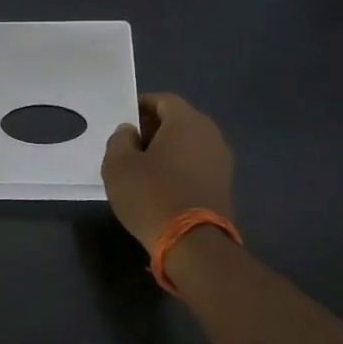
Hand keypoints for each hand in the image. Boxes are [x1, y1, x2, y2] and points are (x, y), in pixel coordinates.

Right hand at [100, 93, 235, 250]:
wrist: (193, 243)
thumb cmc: (151, 194)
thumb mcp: (118, 165)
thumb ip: (120, 140)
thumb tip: (129, 131)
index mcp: (187, 122)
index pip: (163, 100)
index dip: (140, 106)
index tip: (123, 120)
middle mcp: (210, 135)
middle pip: (178, 120)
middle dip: (153, 128)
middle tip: (128, 144)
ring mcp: (221, 161)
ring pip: (188, 144)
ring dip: (166, 149)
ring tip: (141, 166)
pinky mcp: (224, 185)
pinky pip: (196, 164)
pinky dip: (178, 166)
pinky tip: (159, 184)